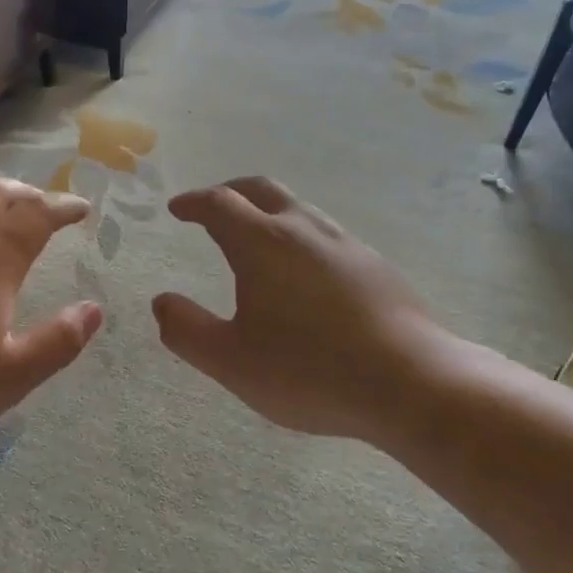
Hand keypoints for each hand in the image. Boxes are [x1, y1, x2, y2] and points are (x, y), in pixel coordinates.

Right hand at [151, 177, 467, 445]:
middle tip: (211, 207)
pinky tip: (304, 272)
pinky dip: (299, 235)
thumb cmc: (309, 371)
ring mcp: (344, 243)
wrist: (410, 382)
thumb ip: (187, 330)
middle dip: (230, 192)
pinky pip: (325, 234)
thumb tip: (161, 302)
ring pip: (298, 208)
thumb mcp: (231, 361)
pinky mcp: (374, 265)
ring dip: (268, 211)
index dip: (193, 203)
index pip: (219, 204)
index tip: (177, 209)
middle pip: (261, 189)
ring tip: (255, 237)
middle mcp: (303, 229)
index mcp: (262, 243)